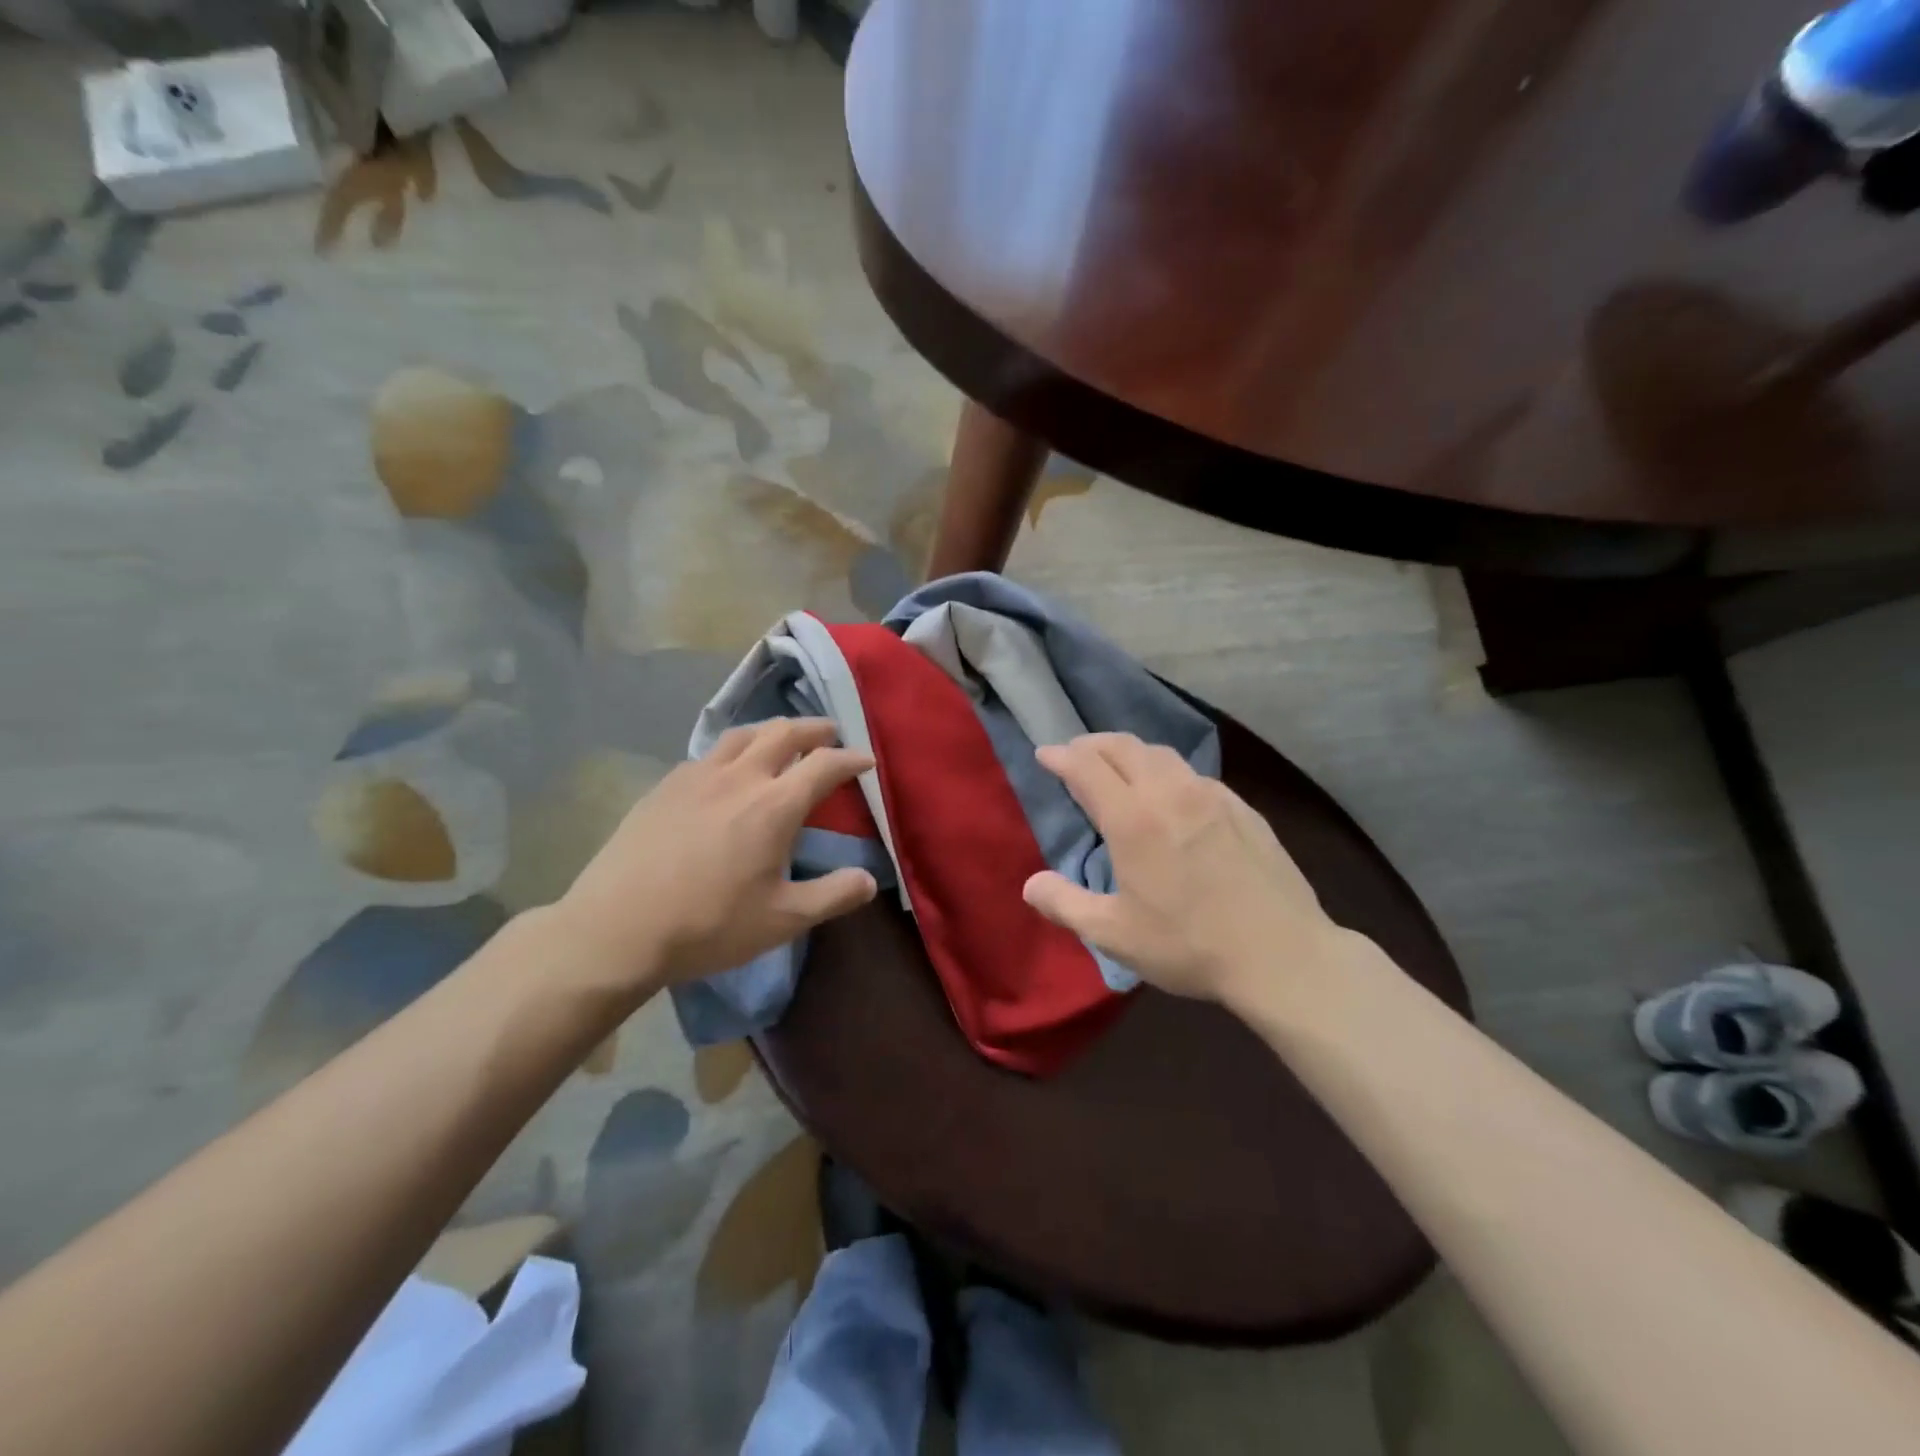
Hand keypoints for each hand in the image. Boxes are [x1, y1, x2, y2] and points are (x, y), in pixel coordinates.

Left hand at [558, 719, 877, 993]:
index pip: (824, 764)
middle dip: (813, 729)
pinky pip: (708, 754)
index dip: (851, 758)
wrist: (617, 929)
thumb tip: (870, 880)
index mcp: (774, 805)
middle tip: (830, 733)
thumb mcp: (783, 920)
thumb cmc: (709, 925)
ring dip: (771, 730)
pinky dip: (733, 751)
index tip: (866, 760)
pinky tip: (727, 771)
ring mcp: (696, 776)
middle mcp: (739, 777)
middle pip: (783, 733)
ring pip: (742, 735)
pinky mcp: (665, 786)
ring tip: (781, 739)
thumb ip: (833, 895)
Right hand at [1022, 733, 1349, 1006]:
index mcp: (1133, 819)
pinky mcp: (1242, 808)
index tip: (1044, 753)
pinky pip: (1194, 774)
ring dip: (1131, 753)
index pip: (1086, 767)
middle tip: (1075, 754)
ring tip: (1119, 769)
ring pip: (1162, 754)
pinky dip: (1167, 772)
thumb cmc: (1189, 945)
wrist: (1282, 954)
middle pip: (1124, 746)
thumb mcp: (1114, 934)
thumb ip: (1064, 905)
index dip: (1060, 755)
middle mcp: (1170, 793)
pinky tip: (1172, 797)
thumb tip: (1030, 884)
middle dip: (1092, 744)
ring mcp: (1212, 796)